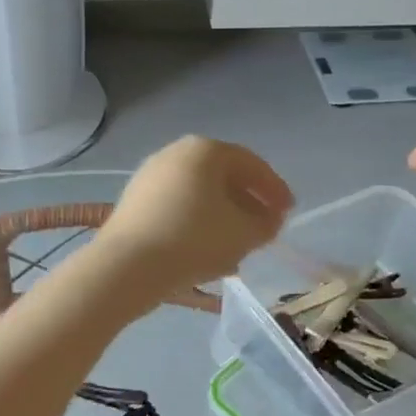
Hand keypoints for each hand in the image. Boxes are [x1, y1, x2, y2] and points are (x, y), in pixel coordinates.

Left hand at [94, 136, 293, 295]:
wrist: (127, 266)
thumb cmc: (194, 240)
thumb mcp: (244, 234)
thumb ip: (265, 223)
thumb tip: (268, 219)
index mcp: (205, 150)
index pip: (251, 164)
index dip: (275, 189)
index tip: (288, 212)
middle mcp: (175, 154)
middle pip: (222, 177)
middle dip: (247, 203)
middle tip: (264, 227)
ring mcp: (150, 177)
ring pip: (199, 195)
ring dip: (222, 217)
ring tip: (238, 246)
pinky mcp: (134, 202)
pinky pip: (177, 208)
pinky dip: (197, 224)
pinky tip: (206, 251)